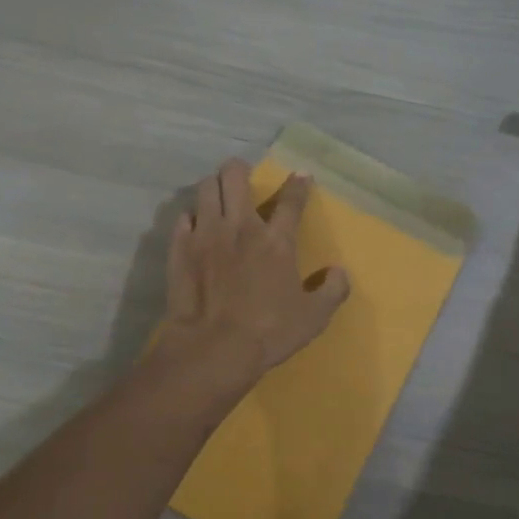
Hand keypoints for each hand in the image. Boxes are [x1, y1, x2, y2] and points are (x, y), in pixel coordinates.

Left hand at [163, 159, 351, 381]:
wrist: (213, 348)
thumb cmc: (268, 332)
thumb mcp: (313, 317)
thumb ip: (332, 291)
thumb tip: (339, 272)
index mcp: (277, 241)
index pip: (291, 201)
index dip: (298, 184)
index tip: (301, 175)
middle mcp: (240, 227)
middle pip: (235, 177)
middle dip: (239, 169)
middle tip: (242, 175)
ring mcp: (206, 234)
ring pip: (205, 189)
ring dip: (213, 187)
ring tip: (217, 194)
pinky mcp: (180, 249)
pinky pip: (183, 218)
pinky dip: (191, 217)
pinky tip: (194, 225)